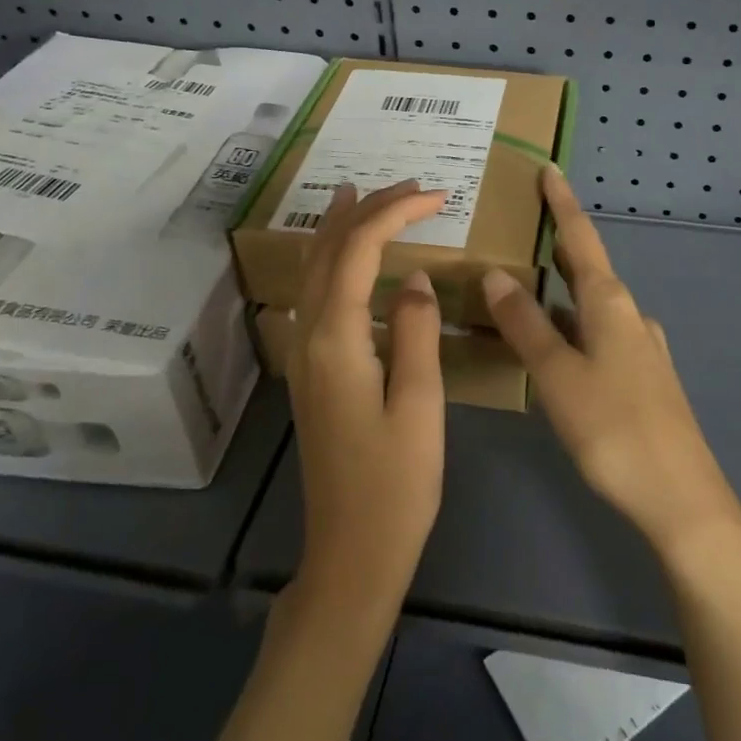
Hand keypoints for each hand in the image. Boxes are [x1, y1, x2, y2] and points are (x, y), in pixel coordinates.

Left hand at [287, 179, 450, 629]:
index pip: (359, 250)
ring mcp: (305, 354)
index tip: (435, 196)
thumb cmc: (396, 484)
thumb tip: (415, 279)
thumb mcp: (420, 406)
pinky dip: (334, 260)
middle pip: (329, 251)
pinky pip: (318, 294)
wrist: (351, 554)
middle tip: (407, 185)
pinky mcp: (313, 371)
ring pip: (315, 270)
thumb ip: (417, 333)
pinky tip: (350, 259)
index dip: (394, 213)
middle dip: (365, 210)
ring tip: (363, 195)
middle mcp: (311, 337)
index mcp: (338, 340)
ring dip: (341, 228)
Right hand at [481, 168, 740, 565]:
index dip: (563, 203)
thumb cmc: (614, 429)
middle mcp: (629, 315)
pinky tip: (555, 345)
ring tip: (526, 282)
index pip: (580, 238)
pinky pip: (598, 334)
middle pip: (588, 267)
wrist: (682, 498)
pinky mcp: (642, 377)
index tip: (550, 169)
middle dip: (559, 243)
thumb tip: (496, 274)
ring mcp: (640, 347)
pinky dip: (571, 324)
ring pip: (592, 304)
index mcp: (609, 303)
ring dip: (561, 288)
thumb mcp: (558, 375)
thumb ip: (526, 325)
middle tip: (524, 225)